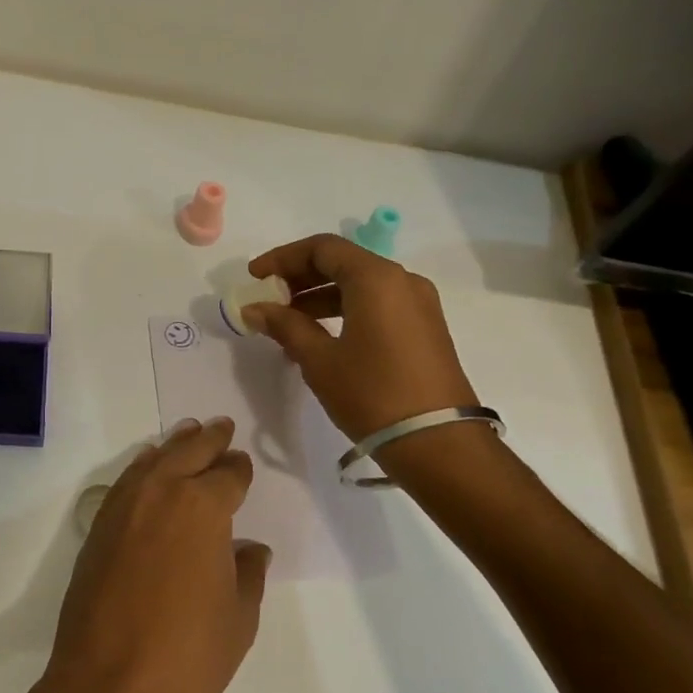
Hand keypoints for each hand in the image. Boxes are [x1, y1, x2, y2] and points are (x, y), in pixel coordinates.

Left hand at [41, 419, 268, 692]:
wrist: (109, 685)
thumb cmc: (188, 655)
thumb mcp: (238, 618)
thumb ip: (247, 573)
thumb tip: (249, 549)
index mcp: (202, 507)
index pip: (227, 475)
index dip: (238, 469)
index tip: (243, 465)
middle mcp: (161, 493)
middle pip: (187, 452)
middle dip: (208, 438)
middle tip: (221, 425)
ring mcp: (123, 507)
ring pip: (152, 461)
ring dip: (173, 446)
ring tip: (187, 433)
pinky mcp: (98, 528)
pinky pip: (126, 482)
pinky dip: (142, 468)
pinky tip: (149, 469)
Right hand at [243, 234, 478, 441]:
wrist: (438, 444)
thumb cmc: (372, 394)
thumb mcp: (319, 359)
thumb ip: (285, 326)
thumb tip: (254, 308)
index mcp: (376, 279)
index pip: (322, 248)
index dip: (283, 258)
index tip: (255, 276)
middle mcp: (402, 281)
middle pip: (342, 263)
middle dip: (300, 277)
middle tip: (268, 299)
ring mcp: (417, 305)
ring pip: (359, 286)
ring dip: (319, 298)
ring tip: (286, 325)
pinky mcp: (423, 329)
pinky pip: (375, 305)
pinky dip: (343, 312)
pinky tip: (318, 339)